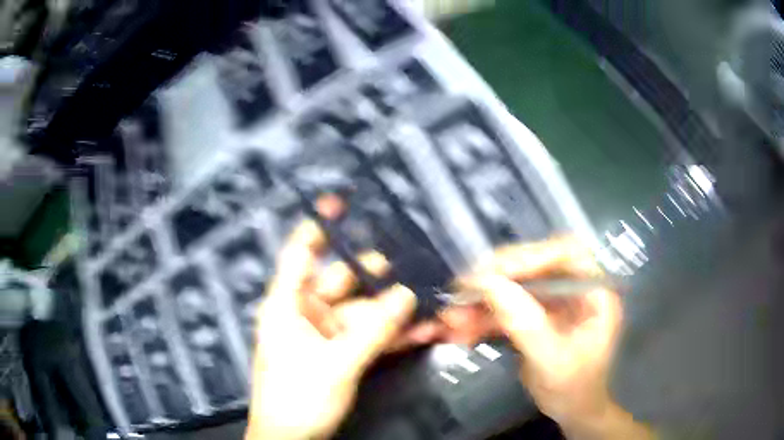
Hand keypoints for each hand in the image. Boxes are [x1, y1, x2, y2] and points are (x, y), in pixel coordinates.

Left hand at [246, 197, 431, 439]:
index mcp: (287, 305)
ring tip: (429, 302)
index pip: (299, 254)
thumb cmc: (298, 398)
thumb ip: (373, 329)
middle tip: (414, 264)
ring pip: (363, 314)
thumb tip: (406, 296)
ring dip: (394, 312)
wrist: (291, 439)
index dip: (318, 227)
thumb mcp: (337, 363)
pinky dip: (392, 335)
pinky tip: (421, 331)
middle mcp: (305, 314)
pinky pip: (368, 338)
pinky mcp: (339, 356)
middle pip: (342, 283)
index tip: (340, 202)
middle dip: (379, 276)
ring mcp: (324, 336)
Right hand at [452, 238, 651, 438]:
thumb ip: (524, 323)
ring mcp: (552, 303)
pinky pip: (503, 311)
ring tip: (448, 320)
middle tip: (459, 293)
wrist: (571, 412)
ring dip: (478, 304)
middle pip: (532, 268)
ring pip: (511, 290)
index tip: (490, 273)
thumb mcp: (551, 359)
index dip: (528, 257)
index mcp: (593, 291)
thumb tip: (486, 284)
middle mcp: (573, 288)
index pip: (565, 254)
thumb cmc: (574, 388)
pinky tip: (455, 332)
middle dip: (493, 281)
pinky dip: (478, 320)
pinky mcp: (533, 317)